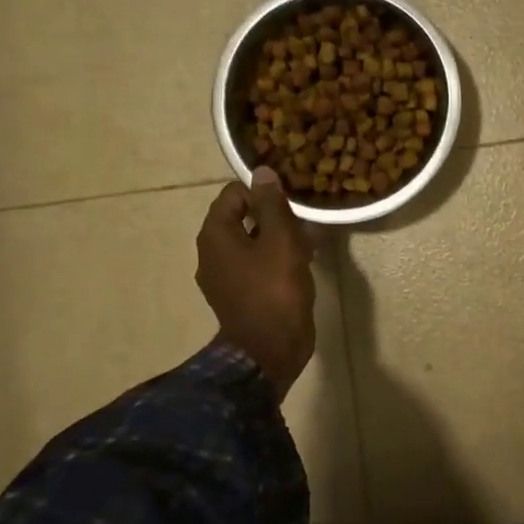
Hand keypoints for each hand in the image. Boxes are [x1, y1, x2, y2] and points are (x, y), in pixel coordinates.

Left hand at [196, 168, 316, 399]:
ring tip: (311, 241)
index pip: (234, 194)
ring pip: (253, 242)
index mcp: (216, 235)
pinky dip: (276, 259)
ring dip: (279, 237)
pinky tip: (303, 263)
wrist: (269, 351)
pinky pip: (257, 265)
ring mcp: (225, 277)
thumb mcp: (280, 241)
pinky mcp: (241, 295)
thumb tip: (262, 172)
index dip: (263, 190)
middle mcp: (213, 253)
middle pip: (243, 218)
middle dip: (275, 215)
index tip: (293, 198)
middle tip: (306, 219)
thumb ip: (272, 205)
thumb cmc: (274, 291)